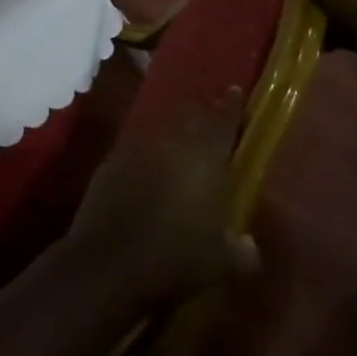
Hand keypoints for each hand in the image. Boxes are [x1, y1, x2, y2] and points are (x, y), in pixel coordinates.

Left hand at [66, 89, 259, 306]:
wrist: (107, 264)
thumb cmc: (175, 258)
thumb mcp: (221, 265)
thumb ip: (242, 252)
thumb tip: (249, 246)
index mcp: (204, 157)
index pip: (223, 121)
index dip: (231, 106)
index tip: (235, 90)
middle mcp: (171, 144)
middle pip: (191, 123)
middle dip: (203, 123)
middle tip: (212, 129)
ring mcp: (136, 151)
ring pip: (163, 140)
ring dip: (173, 147)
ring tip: (181, 162)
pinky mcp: (109, 166)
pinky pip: (136, 159)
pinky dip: (146, 167)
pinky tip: (148, 186)